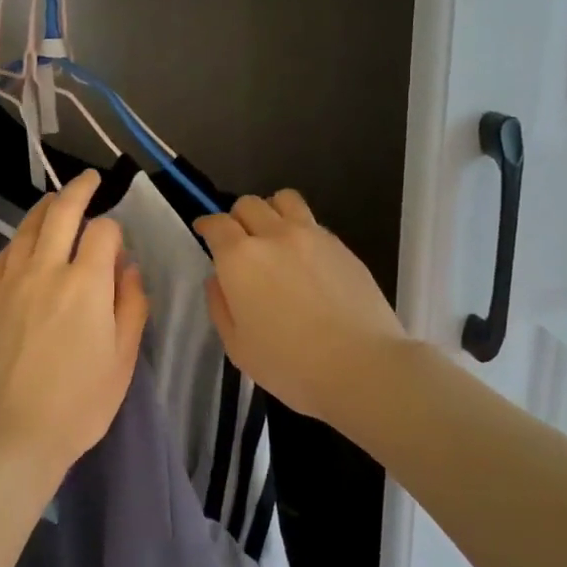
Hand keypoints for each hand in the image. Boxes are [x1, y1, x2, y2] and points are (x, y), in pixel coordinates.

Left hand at [0, 171, 148, 480]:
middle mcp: (46, 270)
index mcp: (87, 284)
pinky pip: (3, 255)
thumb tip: (129, 268)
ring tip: (55, 202)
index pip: (103, 232)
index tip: (117, 245)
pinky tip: (24, 244)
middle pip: (61, 212)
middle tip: (89, 179)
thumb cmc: (78, 404)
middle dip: (79, 189)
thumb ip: (131, 305)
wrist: (11, 434)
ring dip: (45, 208)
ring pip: (27, 228)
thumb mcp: (123, 359)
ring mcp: (10, 281)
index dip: (115, 230)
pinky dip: (18, 241)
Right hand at [195, 190, 406, 429]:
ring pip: (285, 199)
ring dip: (271, 211)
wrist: (362, 367)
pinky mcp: (342, 246)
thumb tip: (218, 280)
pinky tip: (306, 259)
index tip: (204, 233)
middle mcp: (274, 235)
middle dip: (237, 217)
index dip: (206, 225)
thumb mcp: (238, 347)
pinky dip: (301, 230)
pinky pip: (313, 222)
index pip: (216, 224)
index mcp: (240, 259)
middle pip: (249, 203)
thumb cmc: (290, 365)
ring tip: (274, 236)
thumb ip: (221, 306)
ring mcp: (312, 236)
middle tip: (240, 242)